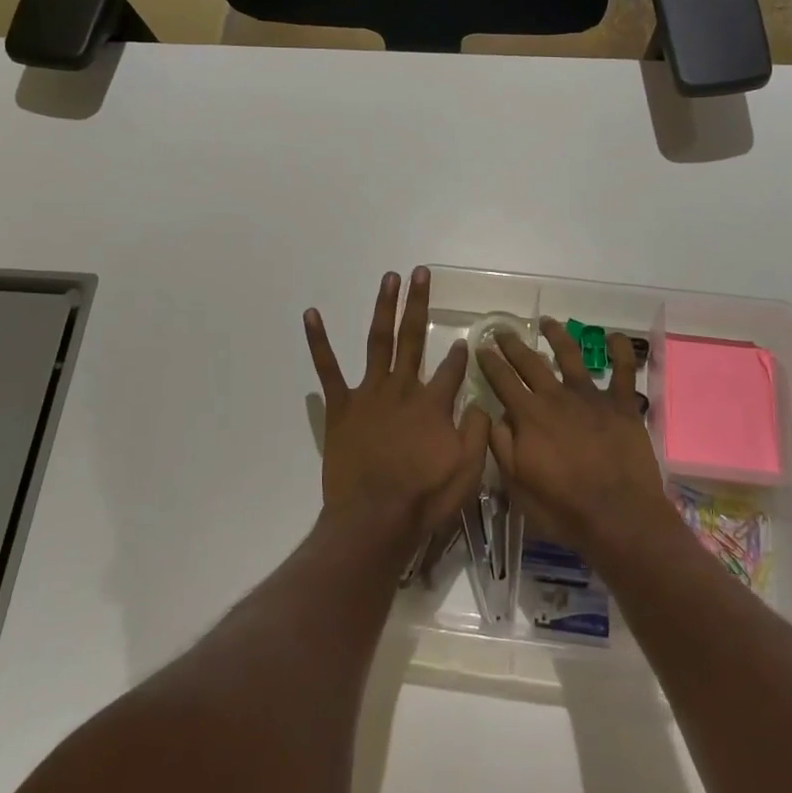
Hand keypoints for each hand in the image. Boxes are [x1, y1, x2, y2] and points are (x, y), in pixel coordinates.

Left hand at [304, 268, 489, 547]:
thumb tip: (479, 401)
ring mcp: (369, 394)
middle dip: (418, 303)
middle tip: (420, 272)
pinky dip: (318, 341)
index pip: (452, 369)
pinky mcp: (341, 407)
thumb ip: (477, 430)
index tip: (465, 340)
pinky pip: (327, 369)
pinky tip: (312, 314)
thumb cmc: (424, 499)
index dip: (460, 353)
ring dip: (384, 307)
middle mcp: (403, 388)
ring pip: (378, 341)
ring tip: (389, 279)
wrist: (374, 520)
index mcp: (433, 403)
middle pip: (413, 337)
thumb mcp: (468, 470)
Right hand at [478, 318, 677, 561]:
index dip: (489, 362)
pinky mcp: (622, 405)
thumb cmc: (563, 507)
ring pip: (571, 356)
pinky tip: (614, 337)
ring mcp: (591, 397)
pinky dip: (620, 351)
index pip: (502, 380)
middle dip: (513, 344)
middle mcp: (557, 397)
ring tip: (548, 322)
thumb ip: (502, 446)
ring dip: (558, 336)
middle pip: (531, 362)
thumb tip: (492, 415)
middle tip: (503, 330)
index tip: (480, 347)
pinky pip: (624, 371)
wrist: (618, 516)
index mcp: (529, 415)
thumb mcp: (517, 484)